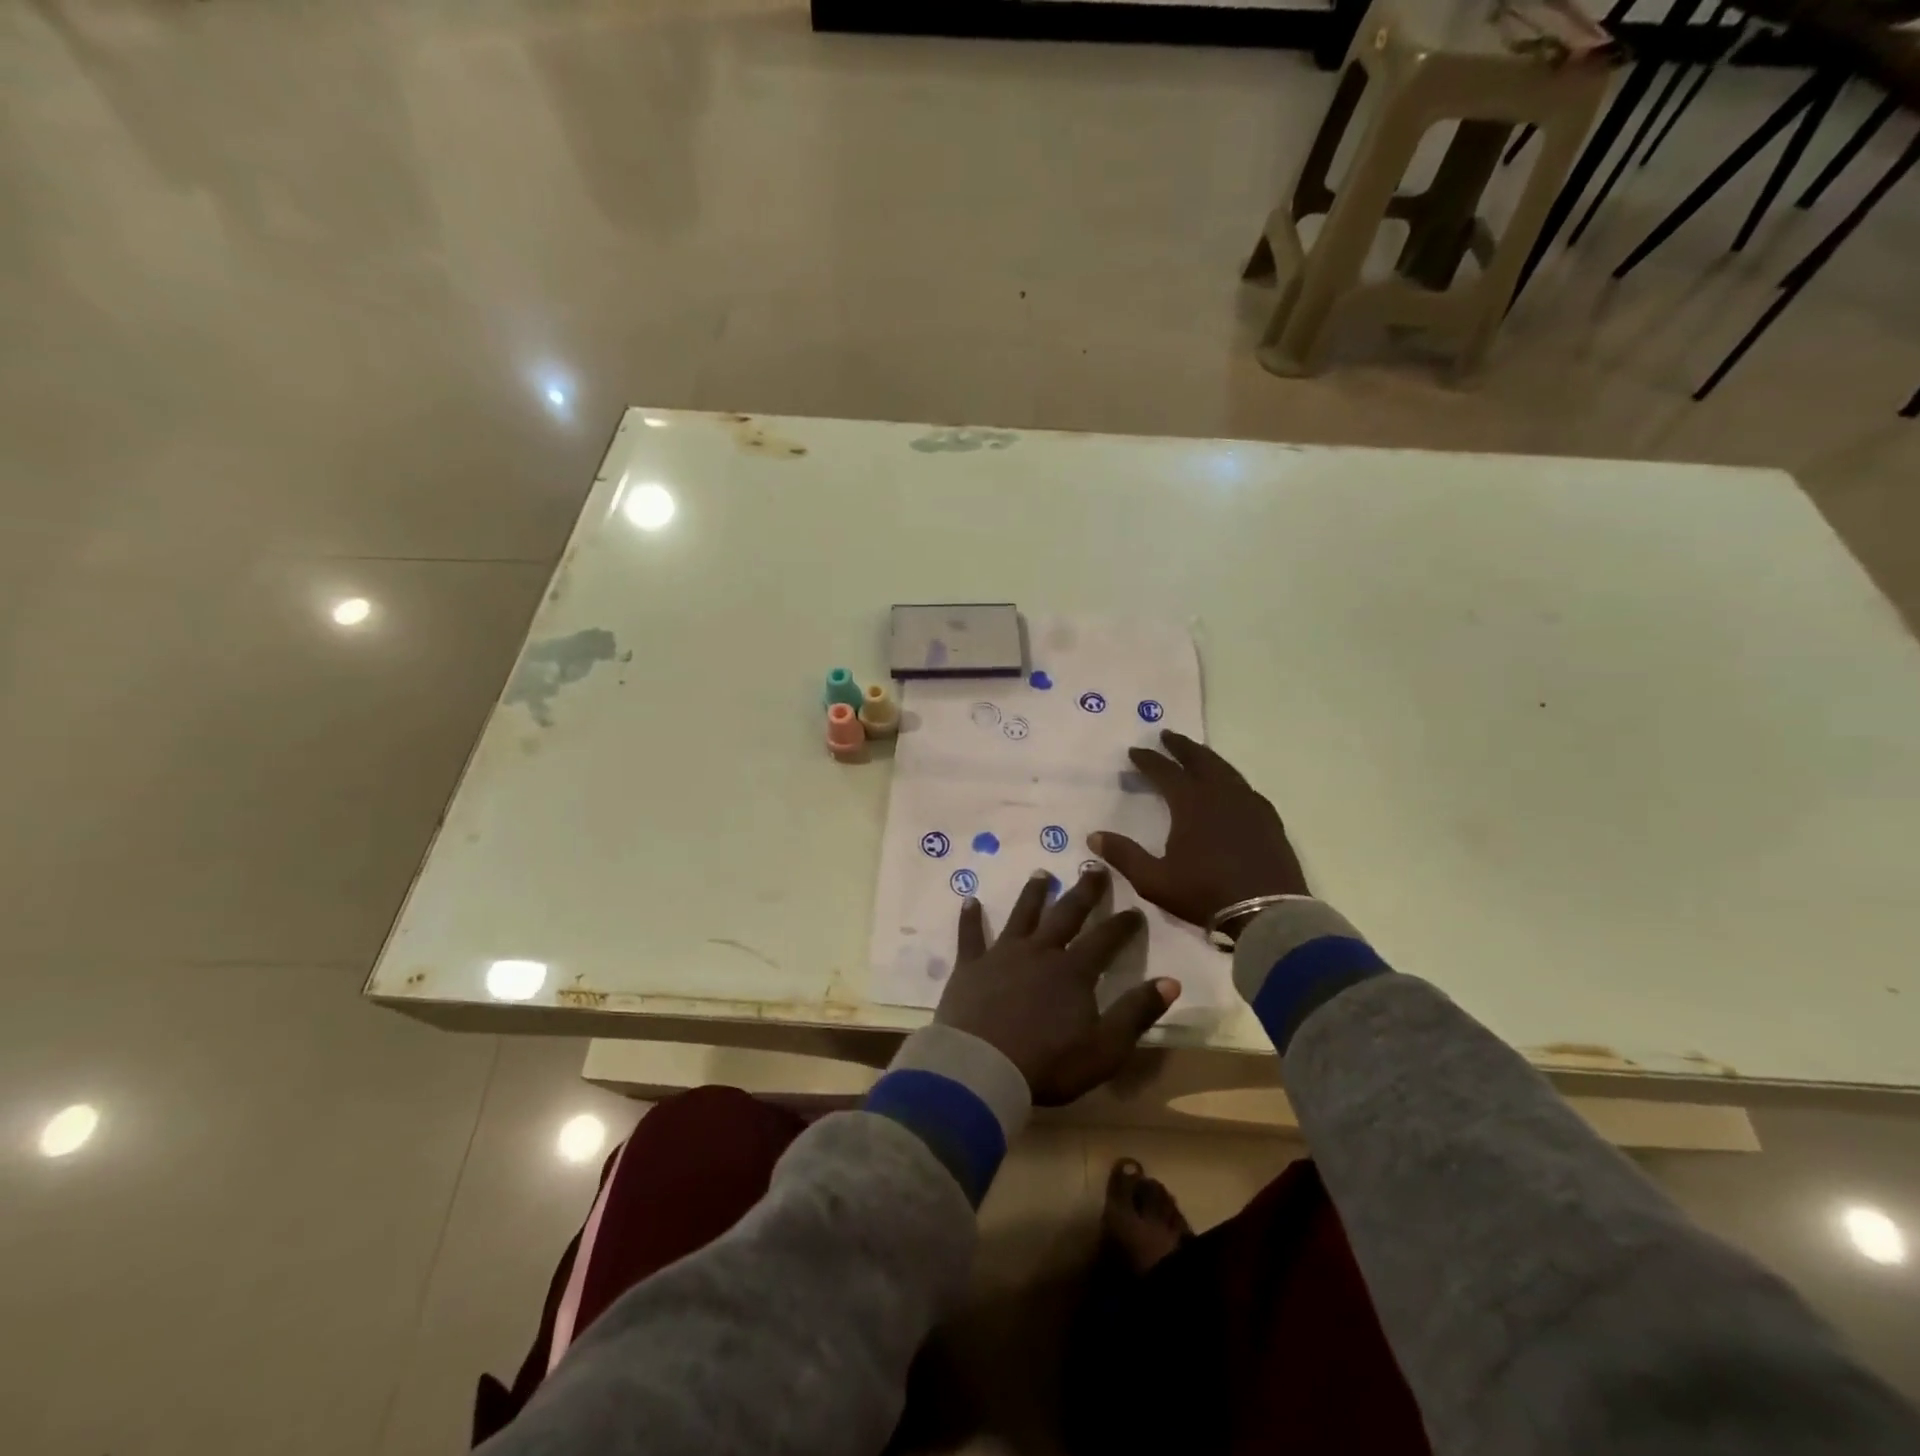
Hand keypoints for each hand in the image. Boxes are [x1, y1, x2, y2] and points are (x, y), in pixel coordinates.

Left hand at [936, 867, 1179, 1105]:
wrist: (982, 1068)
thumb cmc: (1048, 1063)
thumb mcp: (1105, 1048)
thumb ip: (1137, 1012)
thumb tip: (1171, 981)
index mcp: (1074, 971)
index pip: (1105, 940)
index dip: (1122, 924)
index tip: (1135, 909)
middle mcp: (1040, 952)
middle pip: (1066, 914)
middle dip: (1083, 891)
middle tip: (1094, 866)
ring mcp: (1003, 955)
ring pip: (1022, 915)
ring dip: (1033, 894)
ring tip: (1041, 873)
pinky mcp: (971, 966)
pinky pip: (971, 935)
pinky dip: (970, 917)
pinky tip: (969, 899)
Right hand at [1090, 730, 1306, 928]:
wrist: (1267, 913)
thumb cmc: (1205, 893)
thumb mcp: (1154, 880)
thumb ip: (1124, 855)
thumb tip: (1094, 836)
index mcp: (1191, 803)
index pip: (1165, 771)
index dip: (1148, 760)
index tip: (1134, 751)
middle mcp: (1221, 795)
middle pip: (1200, 760)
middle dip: (1181, 746)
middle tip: (1167, 735)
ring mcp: (1249, 805)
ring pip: (1225, 769)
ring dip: (1207, 758)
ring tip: (1196, 754)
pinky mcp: (1268, 819)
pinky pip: (1245, 787)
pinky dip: (1230, 778)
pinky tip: (1230, 787)